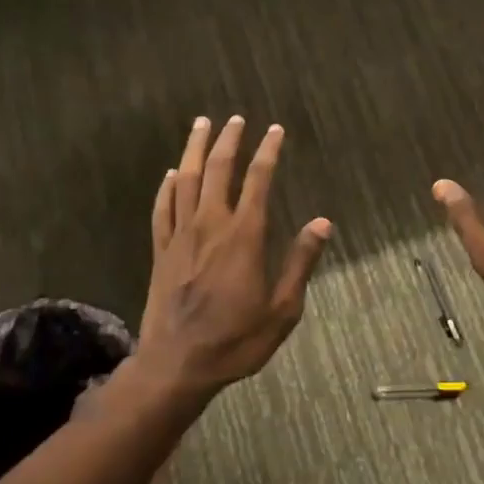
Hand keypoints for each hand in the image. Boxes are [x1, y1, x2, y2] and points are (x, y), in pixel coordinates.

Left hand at [136, 115, 333, 394]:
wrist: (177, 364)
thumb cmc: (236, 340)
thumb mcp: (282, 309)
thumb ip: (301, 262)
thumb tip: (323, 223)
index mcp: (244, 236)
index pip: (258, 180)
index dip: (267, 152)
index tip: (274, 130)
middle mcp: (210, 225)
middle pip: (217, 170)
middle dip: (228, 140)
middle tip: (235, 118)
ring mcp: (180, 236)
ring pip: (185, 180)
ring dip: (194, 150)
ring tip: (201, 125)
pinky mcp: (160, 251)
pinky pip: (162, 208)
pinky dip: (167, 186)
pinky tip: (171, 174)